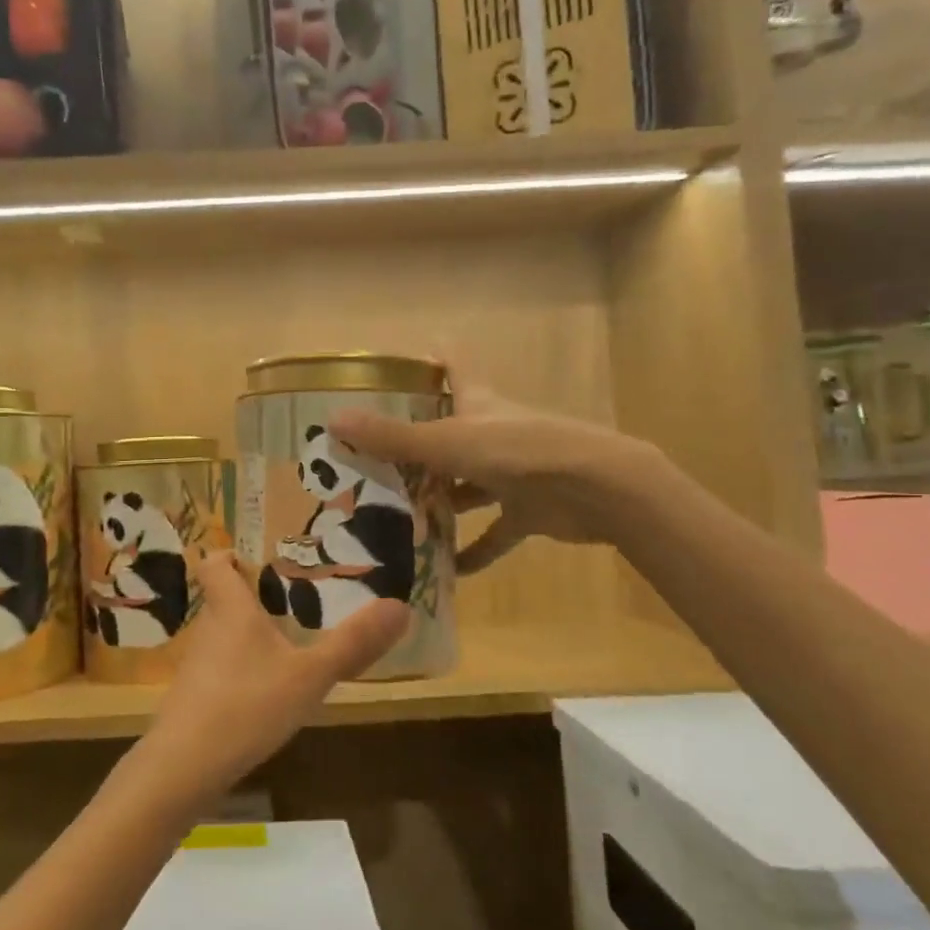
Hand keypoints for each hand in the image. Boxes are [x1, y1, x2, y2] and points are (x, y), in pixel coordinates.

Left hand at [131, 554, 408, 809]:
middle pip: (222, 599)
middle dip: (252, 598)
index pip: (214, 562)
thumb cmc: (247, 704)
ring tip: (286, 647)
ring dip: (248, 636)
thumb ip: (352, 643)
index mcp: (231, 608)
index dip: (230, 555)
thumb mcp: (310, 675)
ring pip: (222, 636)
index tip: (257, 560)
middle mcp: (208, 628)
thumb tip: (401, 606)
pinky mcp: (192, 698)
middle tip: (292, 602)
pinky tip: (265, 693)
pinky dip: (240, 670)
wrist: (184, 768)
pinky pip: (219, 669)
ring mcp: (196, 665)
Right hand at [330, 366, 660, 572]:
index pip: (453, 366)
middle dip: (415, 448)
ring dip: (439, 503)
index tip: (399, 365)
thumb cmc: (517, 451)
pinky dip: (475, 551)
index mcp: (476, 403)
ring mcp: (513, 472)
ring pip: (467, 486)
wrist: (596, 489)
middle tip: (371, 465)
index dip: (431, 359)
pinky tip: (448, 570)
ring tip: (395, 520)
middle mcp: (492, 433)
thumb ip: (392, 437)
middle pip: (450, 432)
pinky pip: (495, 532)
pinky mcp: (529, 510)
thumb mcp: (446, 443)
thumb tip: (333, 420)